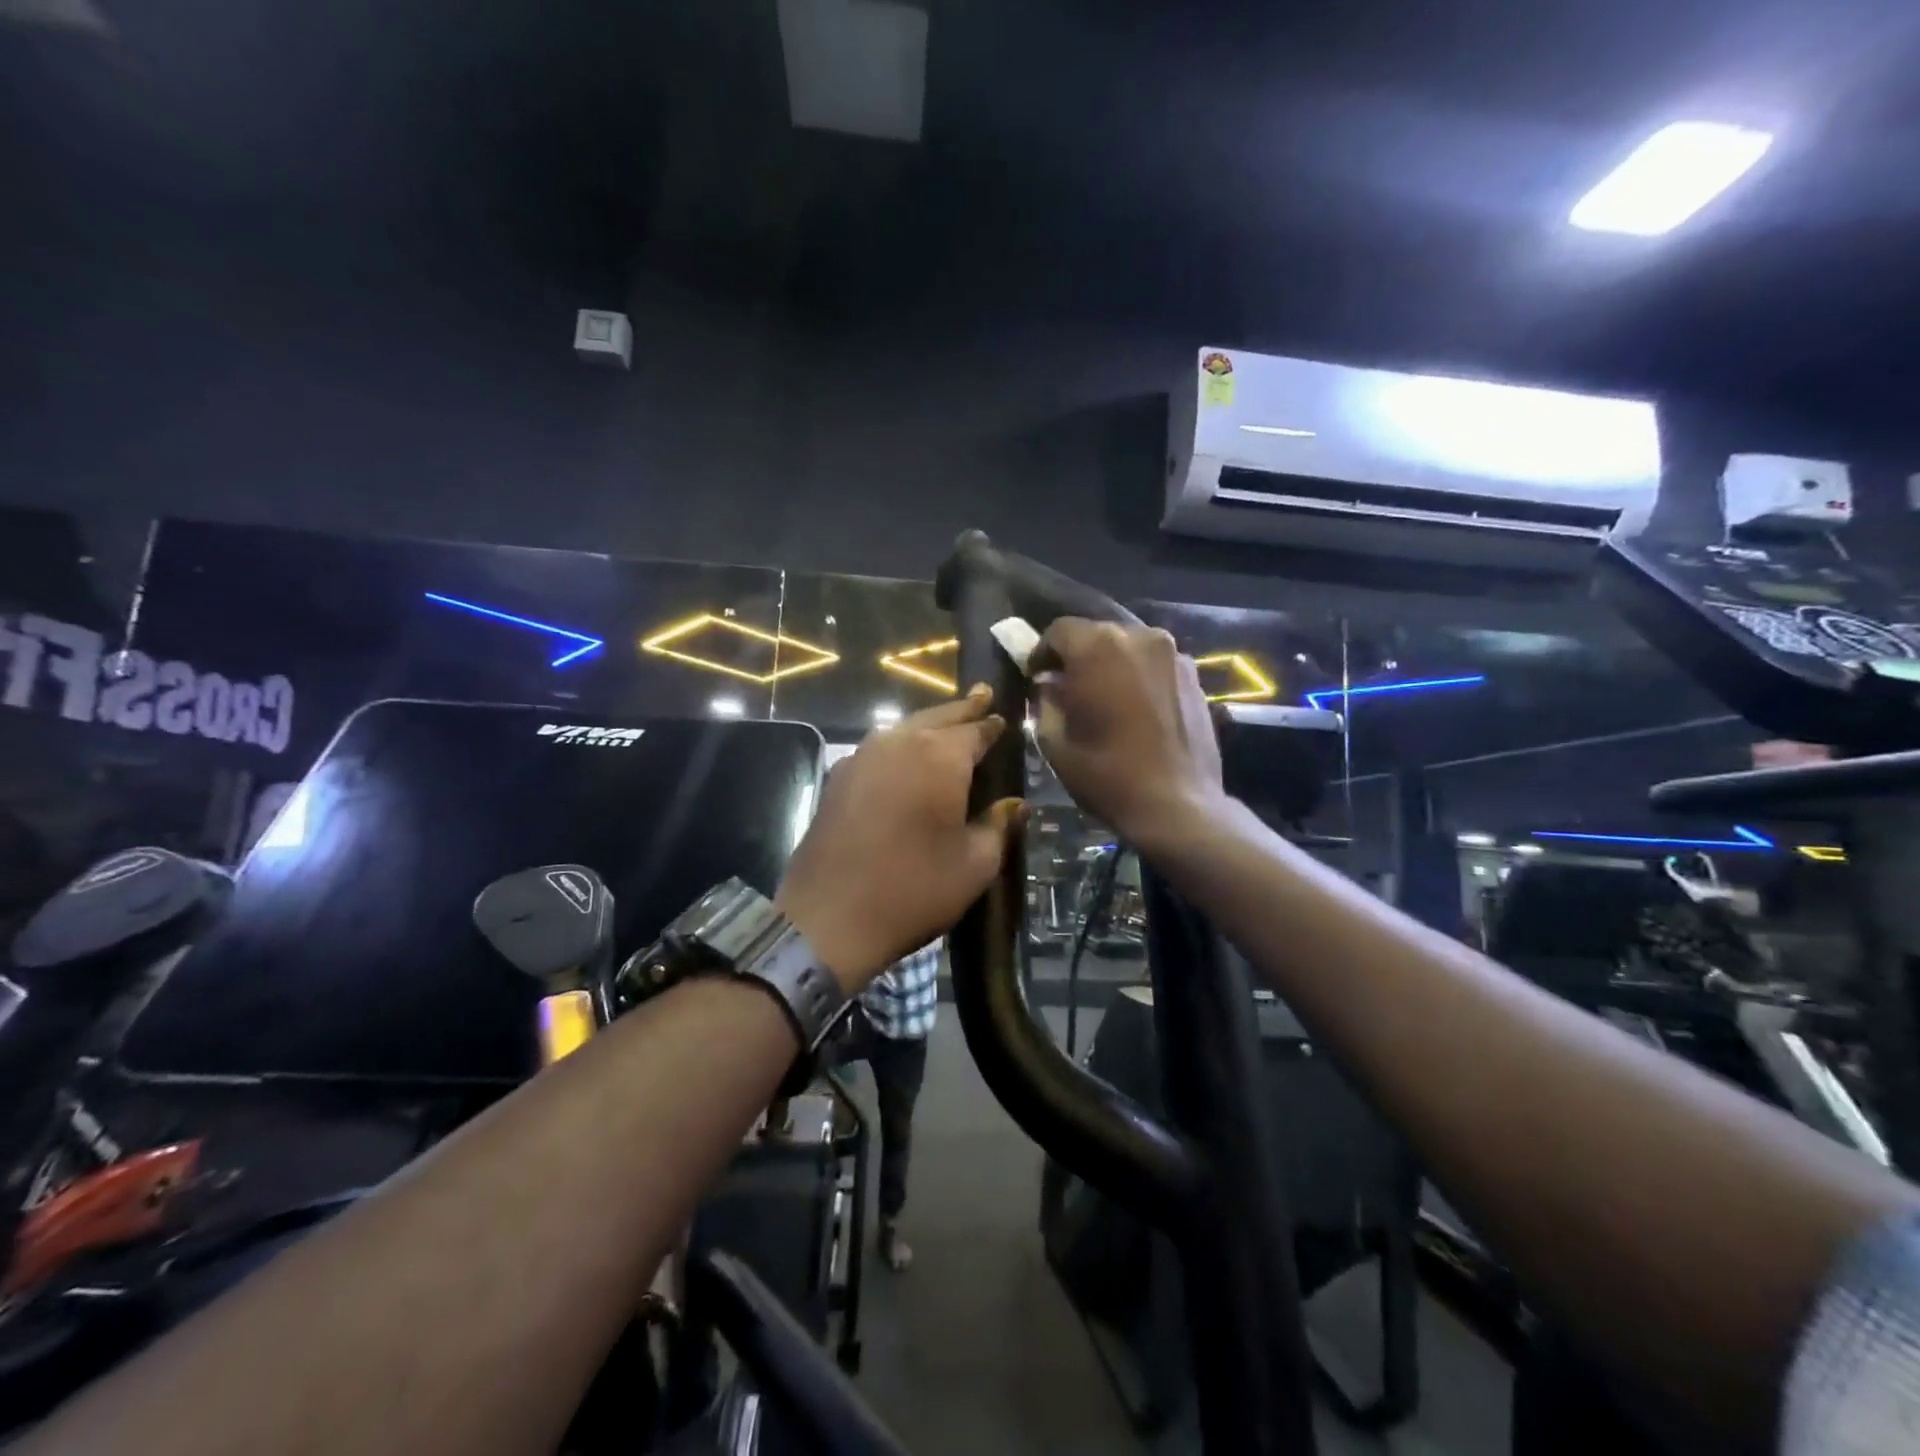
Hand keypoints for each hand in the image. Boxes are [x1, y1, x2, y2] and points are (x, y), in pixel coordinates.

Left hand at [777, 686, 1025, 992]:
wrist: (829, 917)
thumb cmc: (914, 890)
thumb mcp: (974, 864)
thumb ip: (998, 825)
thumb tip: (1015, 803)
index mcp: (940, 756)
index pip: (975, 730)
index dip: (992, 725)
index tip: (1004, 718)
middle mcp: (900, 742)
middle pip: (938, 717)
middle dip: (962, 709)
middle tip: (981, 694)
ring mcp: (863, 756)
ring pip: (904, 728)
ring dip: (929, 723)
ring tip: (947, 723)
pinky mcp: (839, 777)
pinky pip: (879, 747)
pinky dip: (901, 744)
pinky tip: (906, 756)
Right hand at [1033, 619, 1224, 845]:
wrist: (1177, 805)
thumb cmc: (1107, 775)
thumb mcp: (1056, 742)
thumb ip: (1046, 702)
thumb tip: (1049, 685)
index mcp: (1097, 647)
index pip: (1059, 630)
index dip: (1042, 652)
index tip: (1036, 677)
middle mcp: (1138, 636)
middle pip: (1096, 633)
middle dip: (1078, 656)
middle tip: (1068, 688)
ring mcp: (1172, 653)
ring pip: (1128, 646)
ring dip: (1111, 664)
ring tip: (1105, 698)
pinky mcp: (1194, 674)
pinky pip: (1154, 663)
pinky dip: (1139, 676)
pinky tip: (1136, 708)